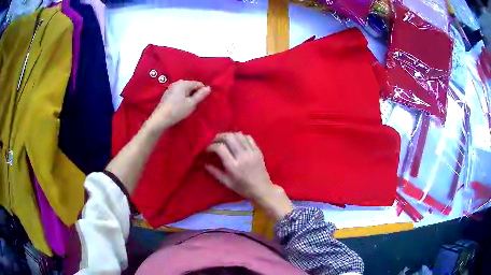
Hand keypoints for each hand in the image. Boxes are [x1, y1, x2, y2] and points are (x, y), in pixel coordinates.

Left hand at [147, 80, 210, 130]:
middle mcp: (177, 83)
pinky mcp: (167, 95)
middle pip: (191, 86)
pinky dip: (182, 98)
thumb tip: (209, 88)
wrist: (160, 119)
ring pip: (184, 90)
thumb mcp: (191, 104)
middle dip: (194, 94)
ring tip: (188, 106)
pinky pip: (178, 94)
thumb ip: (201, 95)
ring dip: (188, 97)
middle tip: (194, 105)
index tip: (202, 101)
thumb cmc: (177, 110)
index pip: (198, 84)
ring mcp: (171, 88)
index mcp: (183, 83)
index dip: (202, 91)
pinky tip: (180, 106)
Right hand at [205, 132, 292, 220]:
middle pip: (229, 137)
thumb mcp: (227, 183)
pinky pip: (248, 138)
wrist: (262, 189)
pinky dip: (240, 136)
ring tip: (224, 140)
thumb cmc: (243, 188)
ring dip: (229, 135)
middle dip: (219, 137)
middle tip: (214, 142)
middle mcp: (242, 157)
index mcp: (233, 166)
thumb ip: (215, 172)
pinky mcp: (258, 151)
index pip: (220, 148)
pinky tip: (236, 141)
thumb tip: (205, 164)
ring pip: (238, 135)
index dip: (211, 146)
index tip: (208, 150)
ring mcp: (252, 152)